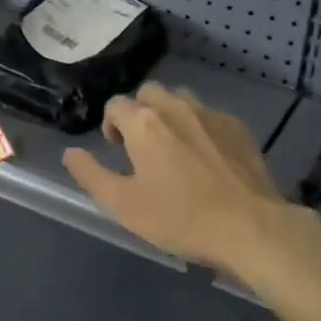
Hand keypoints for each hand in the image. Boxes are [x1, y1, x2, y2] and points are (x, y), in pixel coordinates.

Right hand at [63, 83, 295, 275]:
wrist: (250, 227)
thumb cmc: (180, 217)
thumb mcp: (123, 204)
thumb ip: (91, 175)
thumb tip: (70, 153)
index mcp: (144, 123)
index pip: (116, 104)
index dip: (110, 125)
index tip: (117, 150)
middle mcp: (176, 107)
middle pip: (149, 93)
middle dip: (140, 113)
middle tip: (142, 147)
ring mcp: (211, 115)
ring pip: (181, 100)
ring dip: (170, 116)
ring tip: (174, 150)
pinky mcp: (239, 128)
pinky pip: (210, 116)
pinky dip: (200, 128)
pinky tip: (207, 159)